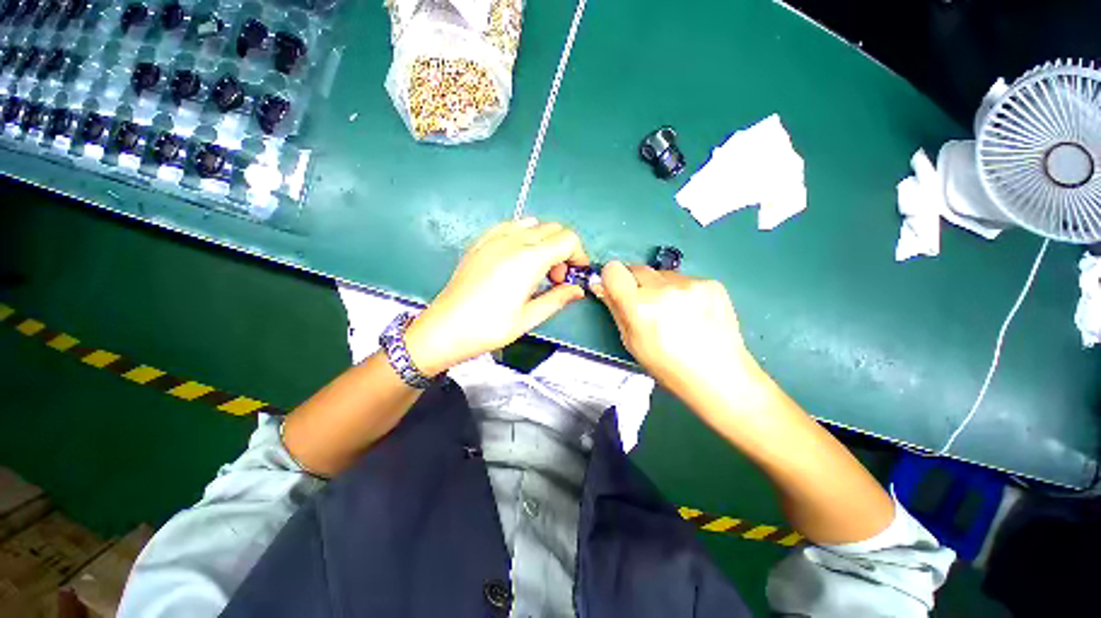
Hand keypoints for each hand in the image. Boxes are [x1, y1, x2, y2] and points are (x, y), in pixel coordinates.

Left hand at [405, 219, 588, 375]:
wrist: (444, 329)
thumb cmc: (488, 328)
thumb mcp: (528, 318)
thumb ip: (557, 299)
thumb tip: (578, 290)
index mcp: (528, 260)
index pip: (568, 239)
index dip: (579, 255)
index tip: (575, 275)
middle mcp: (513, 241)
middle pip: (553, 229)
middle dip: (564, 250)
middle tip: (556, 278)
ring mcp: (494, 238)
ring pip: (533, 224)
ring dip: (545, 242)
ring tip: (537, 269)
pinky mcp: (480, 242)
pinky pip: (510, 227)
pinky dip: (523, 236)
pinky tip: (517, 258)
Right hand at [593, 262, 761, 398]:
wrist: (719, 375)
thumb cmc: (667, 365)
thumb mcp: (631, 342)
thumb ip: (615, 309)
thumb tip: (602, 286)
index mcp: (639, 306)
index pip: (614, 270)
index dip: (612, 278)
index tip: (617, 289)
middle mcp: (663, 288)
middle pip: (637, 268)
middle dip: (636, 283)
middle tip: (646, 305)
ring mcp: (690, 283)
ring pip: (662, 274)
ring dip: (660, 287)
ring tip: (674, 312)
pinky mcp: (711, 283)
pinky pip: (685, 279)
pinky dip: (683, 291)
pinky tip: (693, 313)